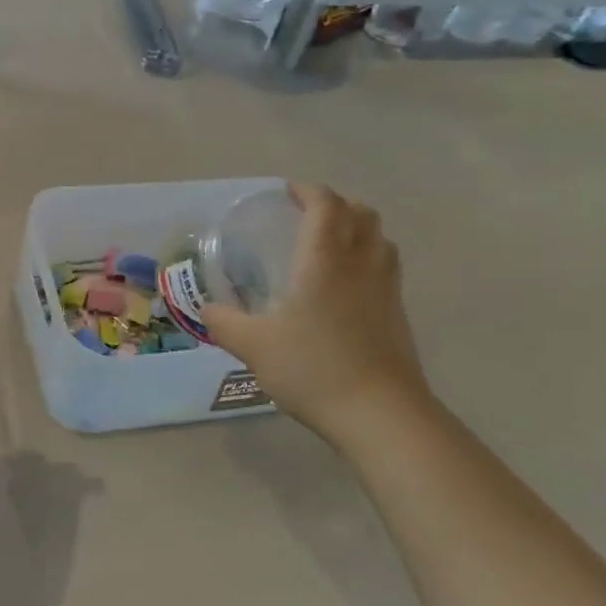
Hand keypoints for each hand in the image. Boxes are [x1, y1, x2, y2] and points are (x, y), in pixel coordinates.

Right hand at [206, 184, 432, 447]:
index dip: (307, 191)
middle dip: (335, 205)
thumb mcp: (253, 346)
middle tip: (307, 216)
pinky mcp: (398, 315)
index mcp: (325, 259)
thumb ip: (224, 322)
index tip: (286, 193)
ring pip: (380, 240)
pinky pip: (385, 269)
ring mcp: (386, 290)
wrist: (381, 414)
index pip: (326, 205)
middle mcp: (361, 264)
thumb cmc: (314, 368)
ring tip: (329, 246)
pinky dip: (367, 261)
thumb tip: (207, 309)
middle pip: (361, 214)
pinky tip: (344, 289)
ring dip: (357, 230)